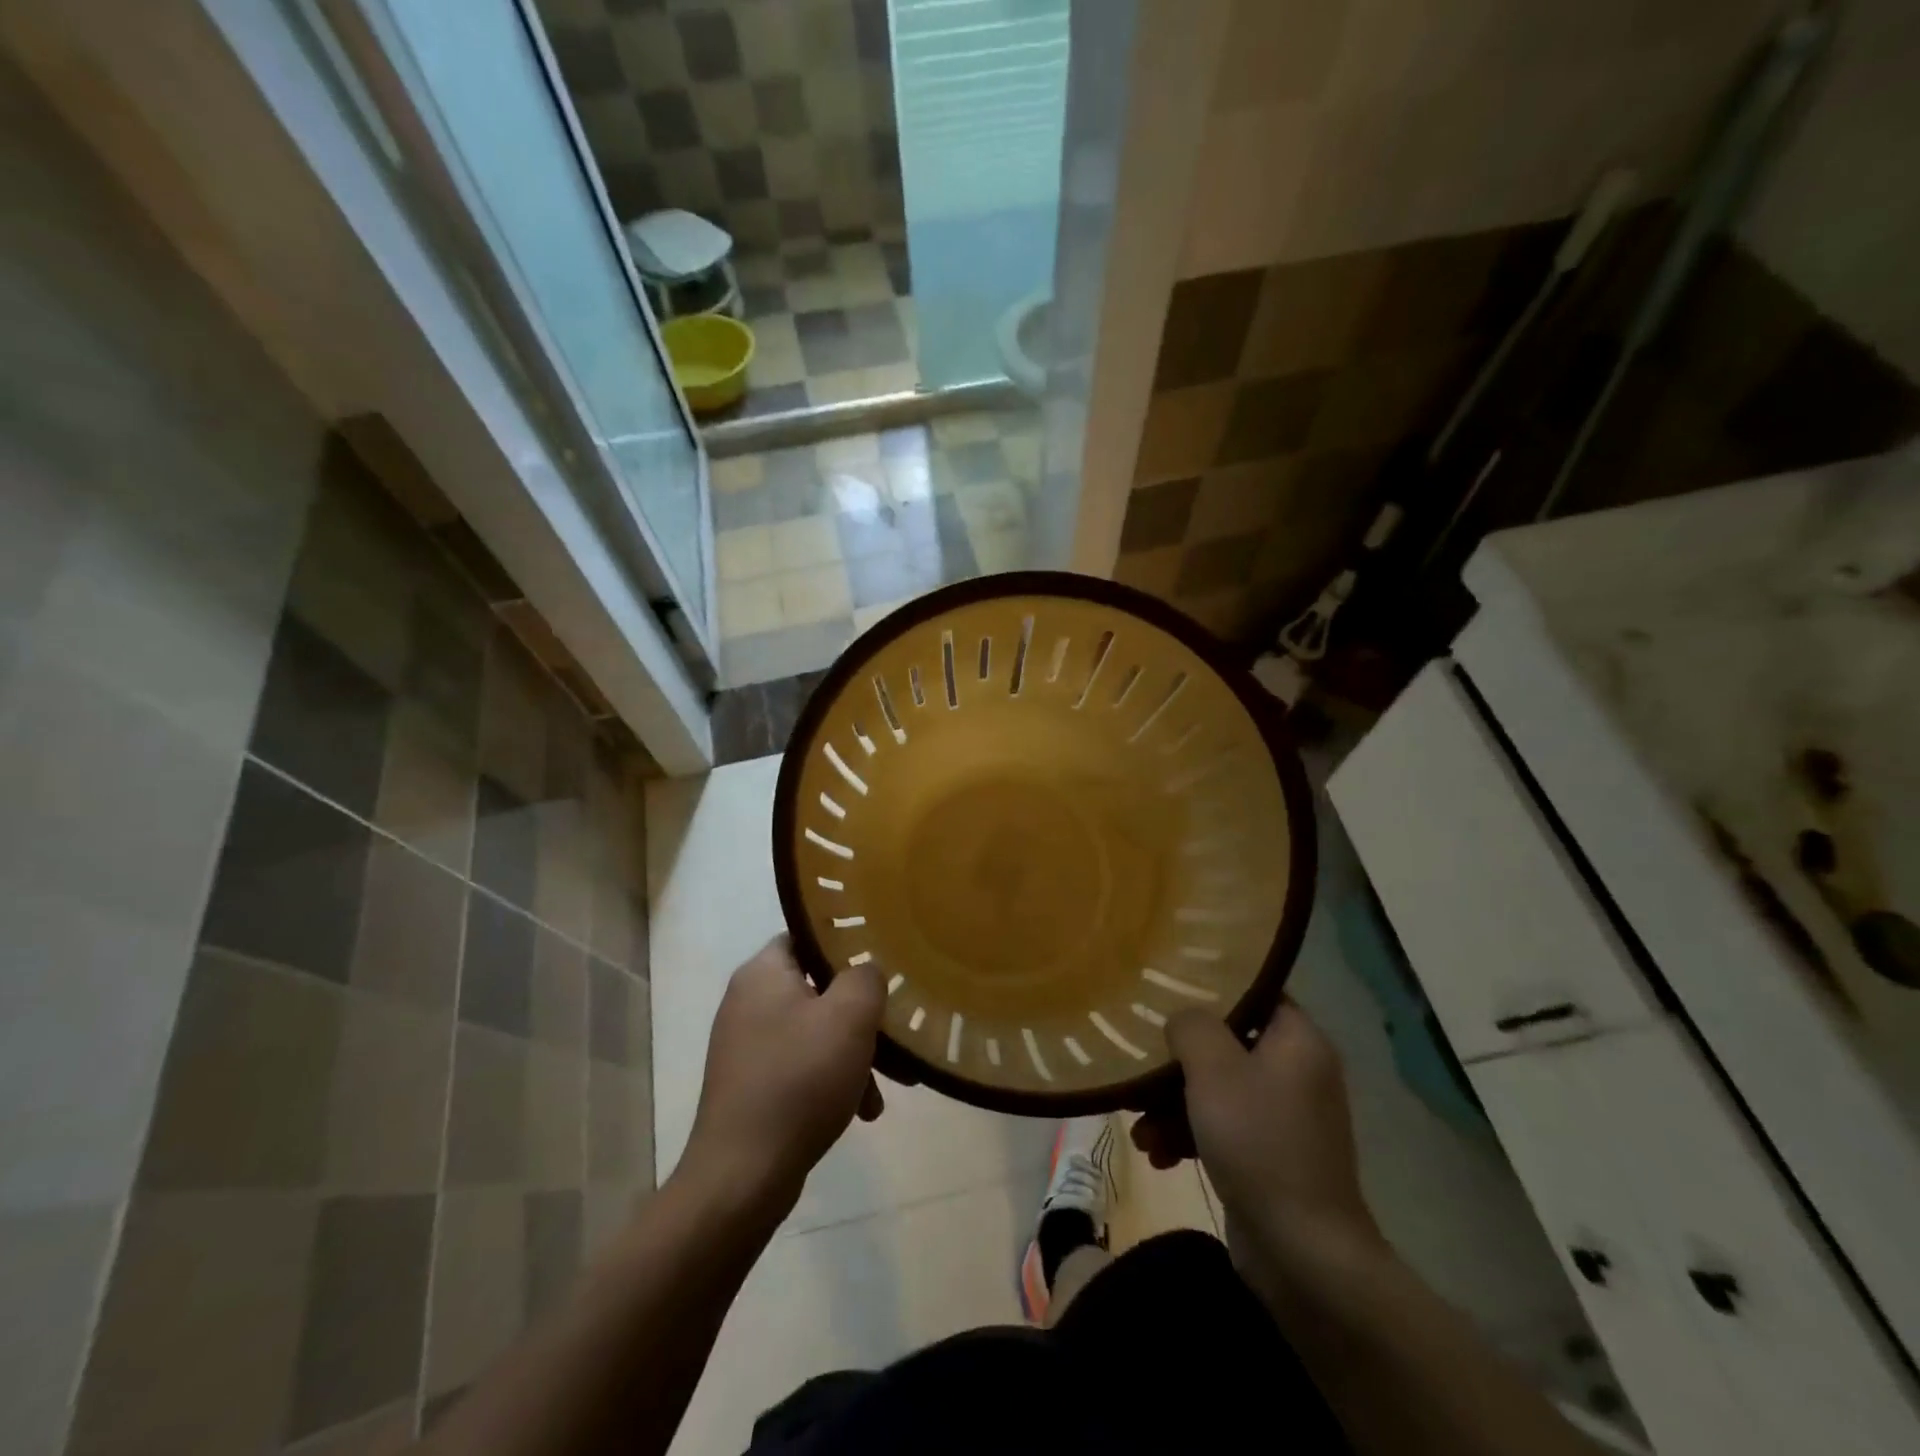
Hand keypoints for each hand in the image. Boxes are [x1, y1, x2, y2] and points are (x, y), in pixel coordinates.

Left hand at [680, 938, 885, 1218]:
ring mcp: (747, 1046)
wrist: (742, 1176)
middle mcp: (748, 1001)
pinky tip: (861, 1112)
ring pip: (816, 1032)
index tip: (882, 963)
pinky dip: (833, 1080)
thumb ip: (866, 977)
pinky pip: (802, 1066)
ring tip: (887, 1088)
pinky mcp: (751, 1085)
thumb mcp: (849, 1016)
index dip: (847, 945)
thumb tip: (866, 972)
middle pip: (819, 988)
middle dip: (861, 1014)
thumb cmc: (799, 1080)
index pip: (808, 936)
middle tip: (894, 1035)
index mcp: (762, 973)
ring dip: (854, 1053)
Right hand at [1133, 999, 1380, 1279]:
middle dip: (1176, 1061)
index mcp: (1298, 1041)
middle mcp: (1296, 1072)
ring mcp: (1283, 1118)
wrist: (1304, 1254)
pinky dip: (1189, 1136)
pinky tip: (1157, 1156)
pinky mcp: (1268, 1157)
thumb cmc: (1259, 1142)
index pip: (1254, 992)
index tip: (1167, 990)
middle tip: (1140, 1067)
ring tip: (1138, 1127)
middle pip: (1226, 1044)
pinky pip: (1220, 1128)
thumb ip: (1191, 1026)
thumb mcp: (1214, 1069)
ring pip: (1215, 1090)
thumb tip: (1182, 1019)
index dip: (1211, 988)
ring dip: (1172, 1105)